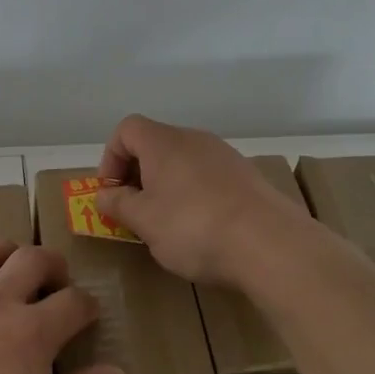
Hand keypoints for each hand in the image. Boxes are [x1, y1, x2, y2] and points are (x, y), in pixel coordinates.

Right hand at [96, 114, 312, 286]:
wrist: (270, 244)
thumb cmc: (193, 227)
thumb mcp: (144, 221)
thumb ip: (118, 204)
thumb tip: (104, 195)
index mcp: (163, 142)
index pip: (126, 129)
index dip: (111, 158)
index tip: (113, 193)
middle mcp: (194, 139)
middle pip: (155, 144)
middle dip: (138, 175)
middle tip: (135, 211)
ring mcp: (225, 156)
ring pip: (183, 162)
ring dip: (167, 186)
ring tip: (167, 224)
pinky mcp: (248, 177)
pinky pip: (208, 177)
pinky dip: (195, 195)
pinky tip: (202, 228)